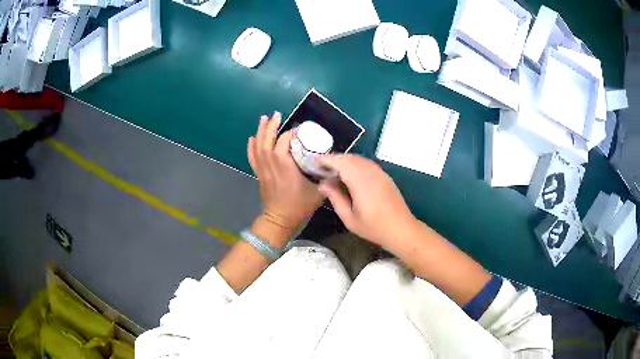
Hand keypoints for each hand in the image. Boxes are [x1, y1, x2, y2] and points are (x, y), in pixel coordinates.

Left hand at [248, 112, 324, 231]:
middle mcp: (272, 163)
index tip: (300, 130)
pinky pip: (252, 156)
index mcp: (286, 165)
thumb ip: (327, 179)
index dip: (292, 133)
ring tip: (264, 118)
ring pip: (258, 145)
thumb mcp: (319, 192)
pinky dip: (251, 146)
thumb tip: (336, 167)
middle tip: (277, 114)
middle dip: (272, 126)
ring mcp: (263, 168)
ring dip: (261, 131)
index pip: (285, 141)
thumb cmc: (299, 205)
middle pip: (268, 139)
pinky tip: (252, 137)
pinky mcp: (259, 173)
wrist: (280, 220)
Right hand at [318, 154, 416, 248]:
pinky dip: (355, 164)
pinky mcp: (385, 175)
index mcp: (360, 181)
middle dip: (334, 159)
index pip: (340, 162)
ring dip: (345, 161)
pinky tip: (350, 174)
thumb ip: (335, 198)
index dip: (326, 159)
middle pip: (349, 158)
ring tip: (333, 170)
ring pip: (359, 159)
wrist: (401, 229)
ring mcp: (379, 172)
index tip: (314, 161)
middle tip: (321, 167)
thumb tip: (323, 183)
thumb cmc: (373, 227)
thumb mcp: (349, 218)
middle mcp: (370, 172)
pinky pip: (367, 163)